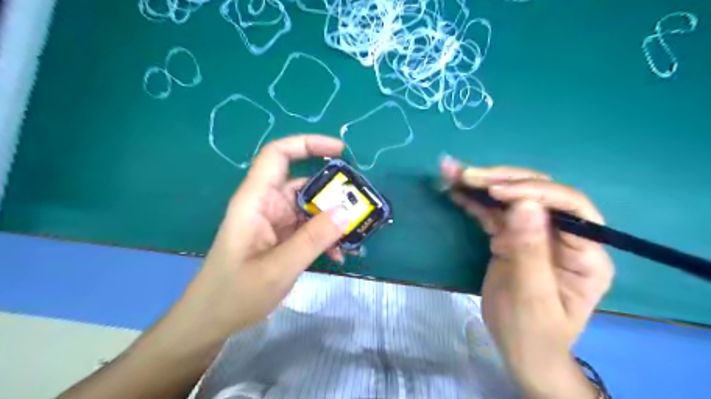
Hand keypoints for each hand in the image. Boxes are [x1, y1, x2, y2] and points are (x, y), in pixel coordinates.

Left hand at [173, 136, 348, 343]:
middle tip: (360, 203)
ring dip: (332, 218)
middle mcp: (265, 205)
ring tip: (355, 233)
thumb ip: (314, 239)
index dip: (308, 144)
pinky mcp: (281, 238)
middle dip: (332, 190)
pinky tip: (339, 254)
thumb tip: (347, 211)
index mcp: (255, 200)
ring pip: (309, 207)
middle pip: (302, 182)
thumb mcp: (279, 268)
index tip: (340, 151)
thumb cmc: (235, 294)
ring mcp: (274, 222)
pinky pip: (308, 227)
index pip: (278, 155)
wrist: (211, 322)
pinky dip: (325, 236)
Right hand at [443, 158, 613, 396]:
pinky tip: (455, 191)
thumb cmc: (533, 332)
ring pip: (511, 199)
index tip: (495, 190)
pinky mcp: (511, 237)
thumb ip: (530, 251)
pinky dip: (474, 201)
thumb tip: (524, 204)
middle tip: (465, 174)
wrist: (520, 349)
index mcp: (585, 252)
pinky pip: (493, 213)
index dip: (534, 190)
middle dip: (501, 180)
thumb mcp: (532, 298)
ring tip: (452, 172)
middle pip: (537, 194)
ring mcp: (535, 233)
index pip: (569, 206)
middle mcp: (563, 235)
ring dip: (481, 184)